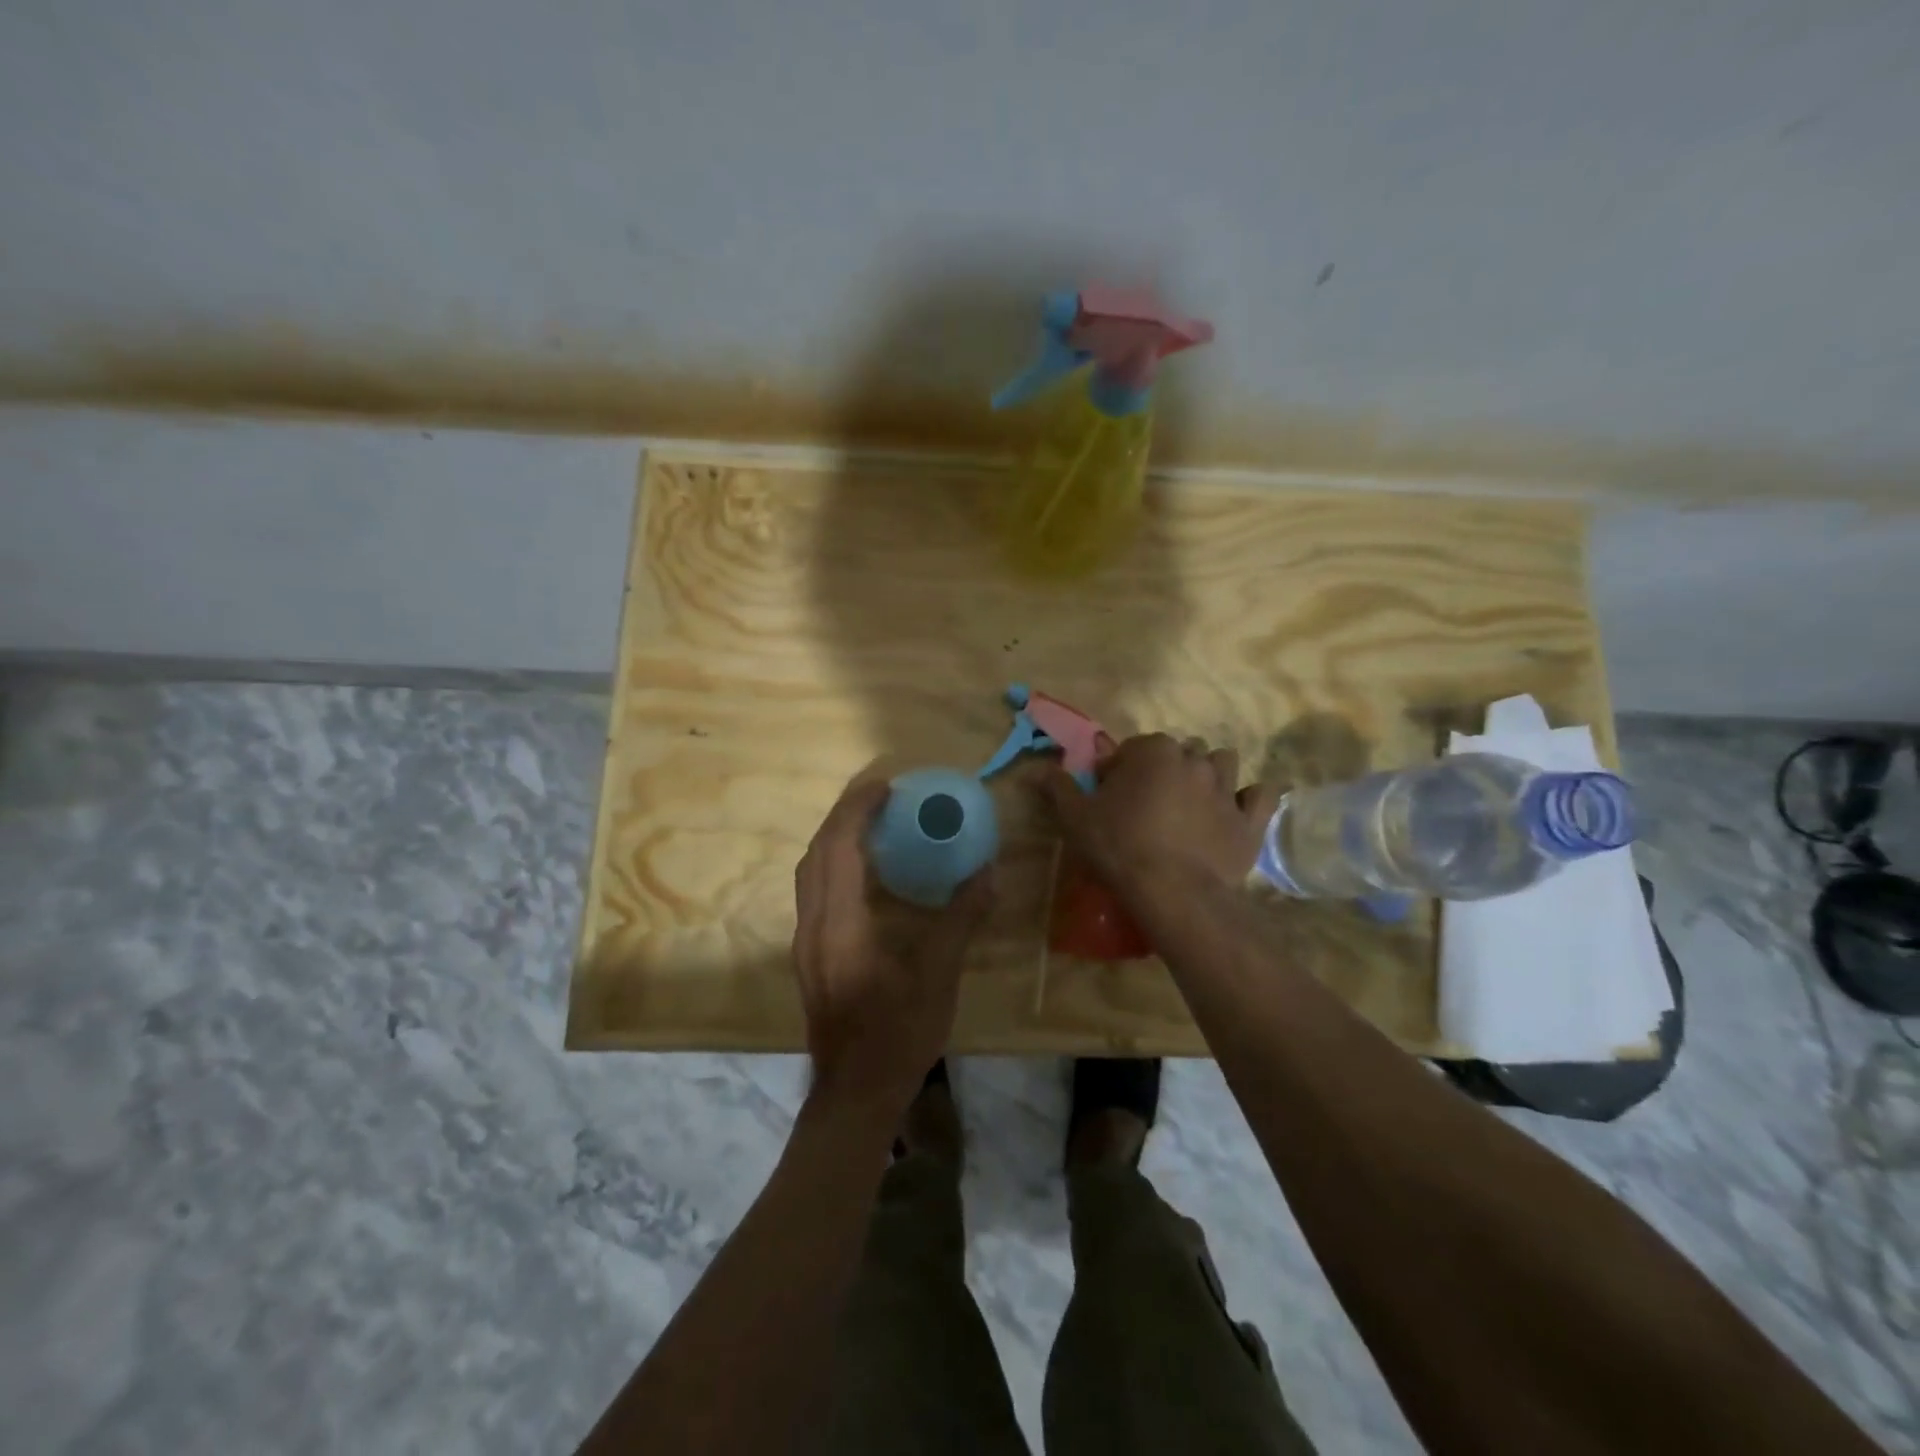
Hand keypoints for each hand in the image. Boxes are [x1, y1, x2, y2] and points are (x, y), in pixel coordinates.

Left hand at [792, 777, 995, 1116]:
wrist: (855, 1093)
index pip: (839, 848)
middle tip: (881, 795)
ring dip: (836, 838)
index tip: (885, 784)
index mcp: (839, 924)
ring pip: (810, 871)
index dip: (858, 809)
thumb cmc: (897, 1034)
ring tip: (872, 823)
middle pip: (817, 852)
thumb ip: (960, 919)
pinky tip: (865, 871)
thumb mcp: (938, 976)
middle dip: (845, 815)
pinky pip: (815, 890)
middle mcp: (813, 925)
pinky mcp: (810, 954)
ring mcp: (806, 941)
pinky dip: (835, 864)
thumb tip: (986, 873)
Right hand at [1042, 733, 1279, 893]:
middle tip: (1149, 802)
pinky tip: (1238, 810)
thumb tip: (1036, 771)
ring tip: (1191, 803)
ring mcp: (1227, 789)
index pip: (1133, 748)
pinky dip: (1251, 799)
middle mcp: (1194, 760)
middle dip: (1165, 768)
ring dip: (1208, 775)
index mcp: (1154, 751)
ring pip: (1223, 763)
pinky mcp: (1250, 820)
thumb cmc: (1119, 847)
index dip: (1119, 770)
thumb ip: (1058, 787)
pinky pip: (1261, 796)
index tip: (1110, 795)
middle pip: (1180, 752)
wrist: (1173, 893)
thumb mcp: (1076, 817)